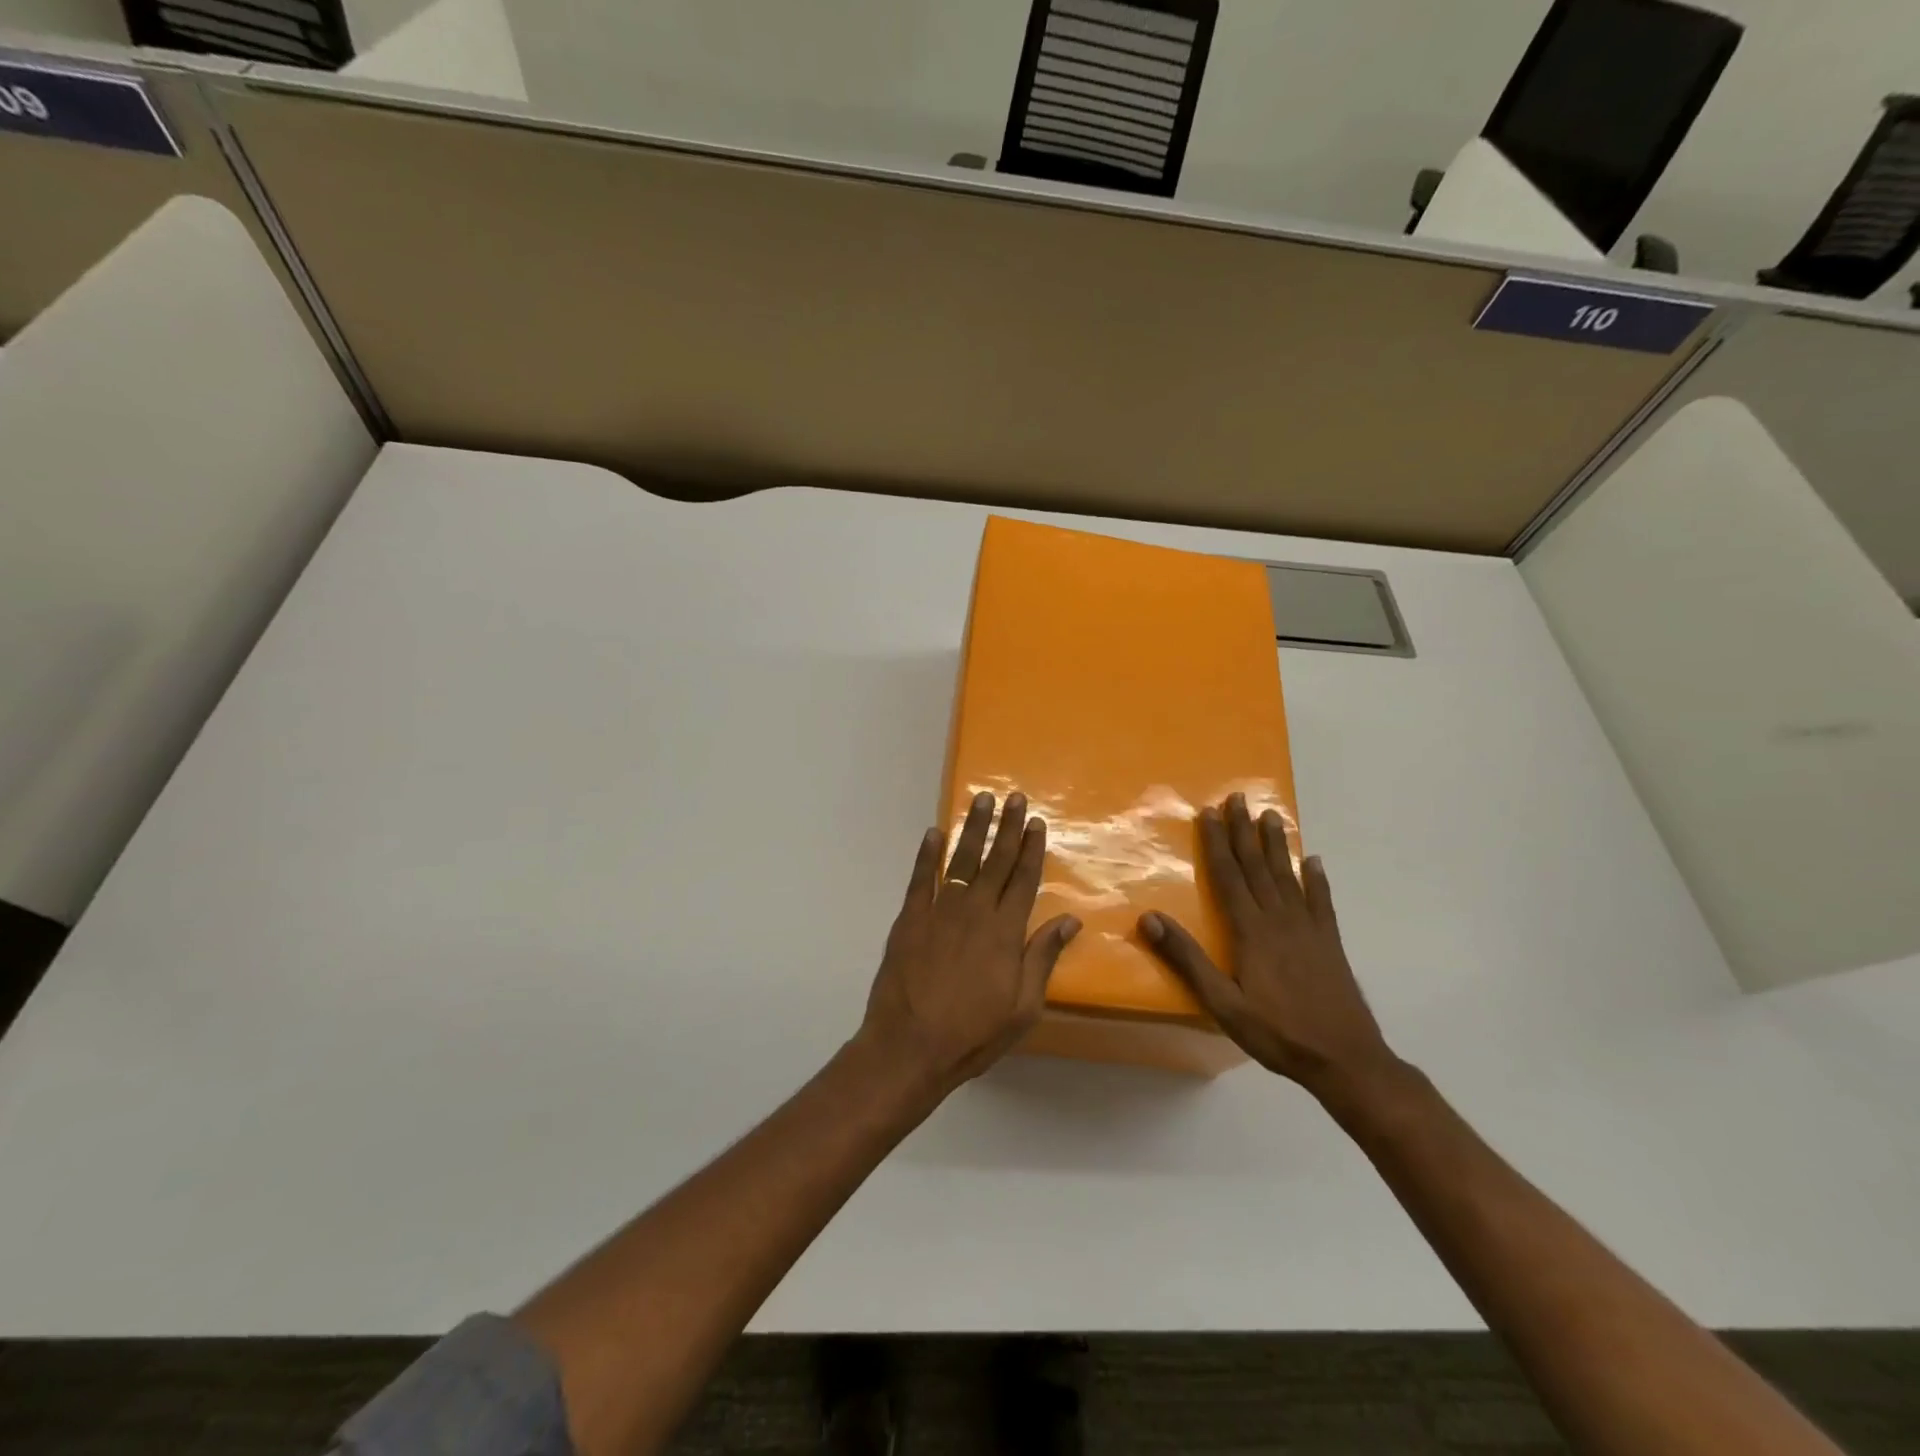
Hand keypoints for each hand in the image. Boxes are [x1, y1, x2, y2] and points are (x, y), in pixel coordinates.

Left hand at [859, 791, 1080, 1094]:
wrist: (909, 1047)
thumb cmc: (973, 1033)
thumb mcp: (1023, 1007)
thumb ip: (1043, 957)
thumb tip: (1070, 920)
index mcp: (1005, 932)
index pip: (1023, 879)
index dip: (1031, 849)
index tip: (1036, 823)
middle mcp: (974, 912)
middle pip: (995, 861)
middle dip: (1007, 827)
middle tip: (1014, 797)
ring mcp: (939, 911)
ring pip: (961, 861)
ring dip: (972, 829)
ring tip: (981, 801)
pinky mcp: (909, 919)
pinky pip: (920, 878)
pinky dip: (927, 854)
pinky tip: (934, 833)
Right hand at [1138, 793, 1396, 1098]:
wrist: (1345, 1059)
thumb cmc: (1277, 1032)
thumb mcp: (1223, 1003)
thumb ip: (1188, 959)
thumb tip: (1150, 918)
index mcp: (1251, 931)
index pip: (1229, 876)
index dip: (1216, 843)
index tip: (1209, 812)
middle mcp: (1279, 919)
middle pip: (1258, 866)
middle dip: (1244, 831)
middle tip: (1238, 797)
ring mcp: (1308, 928)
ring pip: (1288, 876)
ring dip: (1277, 844)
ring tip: (1272, 815)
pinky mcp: (1330, 942)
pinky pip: (1321, 901)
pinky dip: (1317, 879)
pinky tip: (1314, 861)